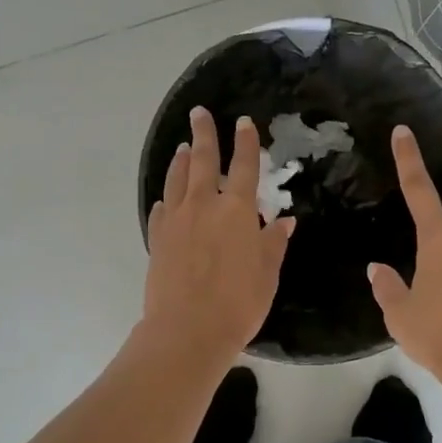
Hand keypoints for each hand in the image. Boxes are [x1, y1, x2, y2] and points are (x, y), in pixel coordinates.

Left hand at [141, 107, 293, 365]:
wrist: (187, 330)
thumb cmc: (238, 303)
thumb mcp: (267, 273)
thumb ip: (273, 243)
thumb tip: (283, 221)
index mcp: (236, 210)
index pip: (244, 166)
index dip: (246, 143)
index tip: (244, 122)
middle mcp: (204, 205)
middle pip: (203, 160)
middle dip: (205, 134)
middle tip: (199, 113)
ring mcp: (176, 220)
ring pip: (177, 179)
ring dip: (182, 160)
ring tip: (183, 147)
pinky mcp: (157, 239)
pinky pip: (161, 210)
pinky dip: (166, 199)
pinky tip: (166, 199)